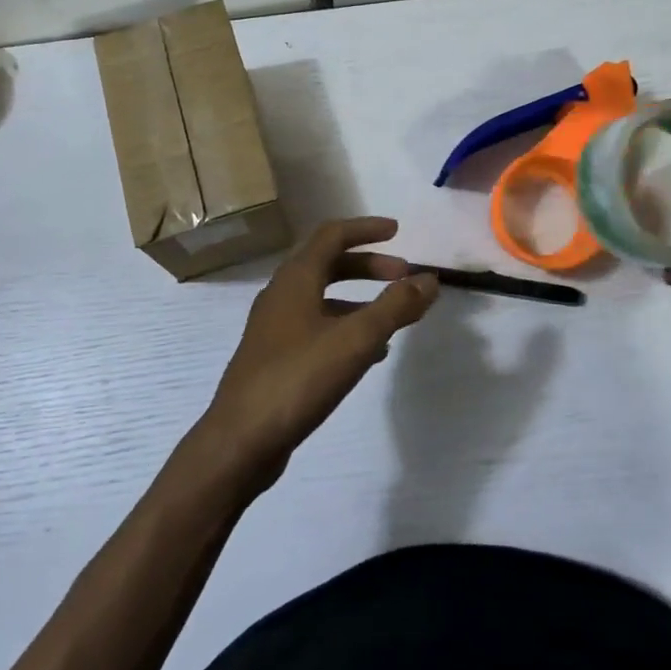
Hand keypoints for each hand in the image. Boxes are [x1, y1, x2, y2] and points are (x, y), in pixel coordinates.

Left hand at [200, 218, 437, 488]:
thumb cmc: (298, 379)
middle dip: (368, 266)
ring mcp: (275, 327)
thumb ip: (395, 307)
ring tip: (393, 319)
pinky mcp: (275, 357)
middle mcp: (281, 295)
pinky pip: (316, 328)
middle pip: (328, 264)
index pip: (332, 235)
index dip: (366, 229)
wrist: (240, 440)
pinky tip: (368, 355)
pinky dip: (345, 328)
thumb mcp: (355, 340)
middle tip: (403, 276)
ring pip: (322, 299)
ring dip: (359, 300)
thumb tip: (429, 279)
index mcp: (295, 279)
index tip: (398, 232)